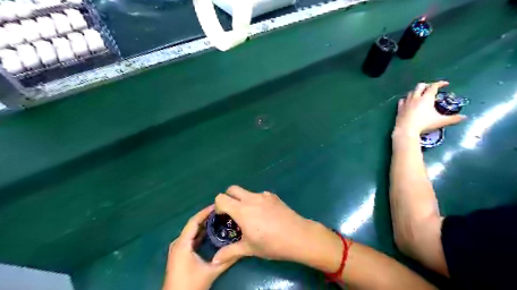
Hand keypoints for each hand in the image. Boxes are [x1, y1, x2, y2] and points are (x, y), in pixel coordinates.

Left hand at [161, 205, 239, 289]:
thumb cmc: (191, 285)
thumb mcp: (211, 272)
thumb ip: (227, 260)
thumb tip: (242, 250)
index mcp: (182, 243)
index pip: (194, 221)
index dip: (205, 212)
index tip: (218, 205)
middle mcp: (178, 243)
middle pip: (192, 224)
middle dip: (206, 216)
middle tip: (221, 211)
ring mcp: (177, 248)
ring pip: (191, 231)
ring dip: (203, 224)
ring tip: (218, 218)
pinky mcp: (179, 254)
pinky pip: (190, 238)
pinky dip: (200, 233)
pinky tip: (210, 232)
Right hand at [209, 185, 341, 274]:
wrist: (298, 235)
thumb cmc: (271, 243)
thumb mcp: (249, 249)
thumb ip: (230, 252)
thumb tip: (214, 261)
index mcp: (242, 210)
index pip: (221, 198)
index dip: (218, 206)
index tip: (222, 216)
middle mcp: (251, 198)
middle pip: (232, 189)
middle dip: (228, 197)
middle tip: (232, 212)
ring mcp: (264, 195)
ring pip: (247, 191)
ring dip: (243, 199)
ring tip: (251, 216)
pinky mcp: (273, 196)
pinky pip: (259, 195)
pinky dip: (256, 201)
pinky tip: (265, 215)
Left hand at [394, 80, 466, 135]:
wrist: (406, 130)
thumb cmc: (424, 125)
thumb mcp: (440, 122)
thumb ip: (453, 119)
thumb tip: (464, 117)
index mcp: (426, 98)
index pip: (433, 86)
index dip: (440, 83)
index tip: (445, 84)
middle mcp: (415, 98)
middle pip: (420, 86)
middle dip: (427, 85)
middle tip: (432, 88)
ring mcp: (406, 102)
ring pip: (411, 92)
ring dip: (416, 91)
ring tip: (421, 95)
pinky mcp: (399, 108)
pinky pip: (402, 100)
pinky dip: (406, 99)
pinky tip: (408, 101)